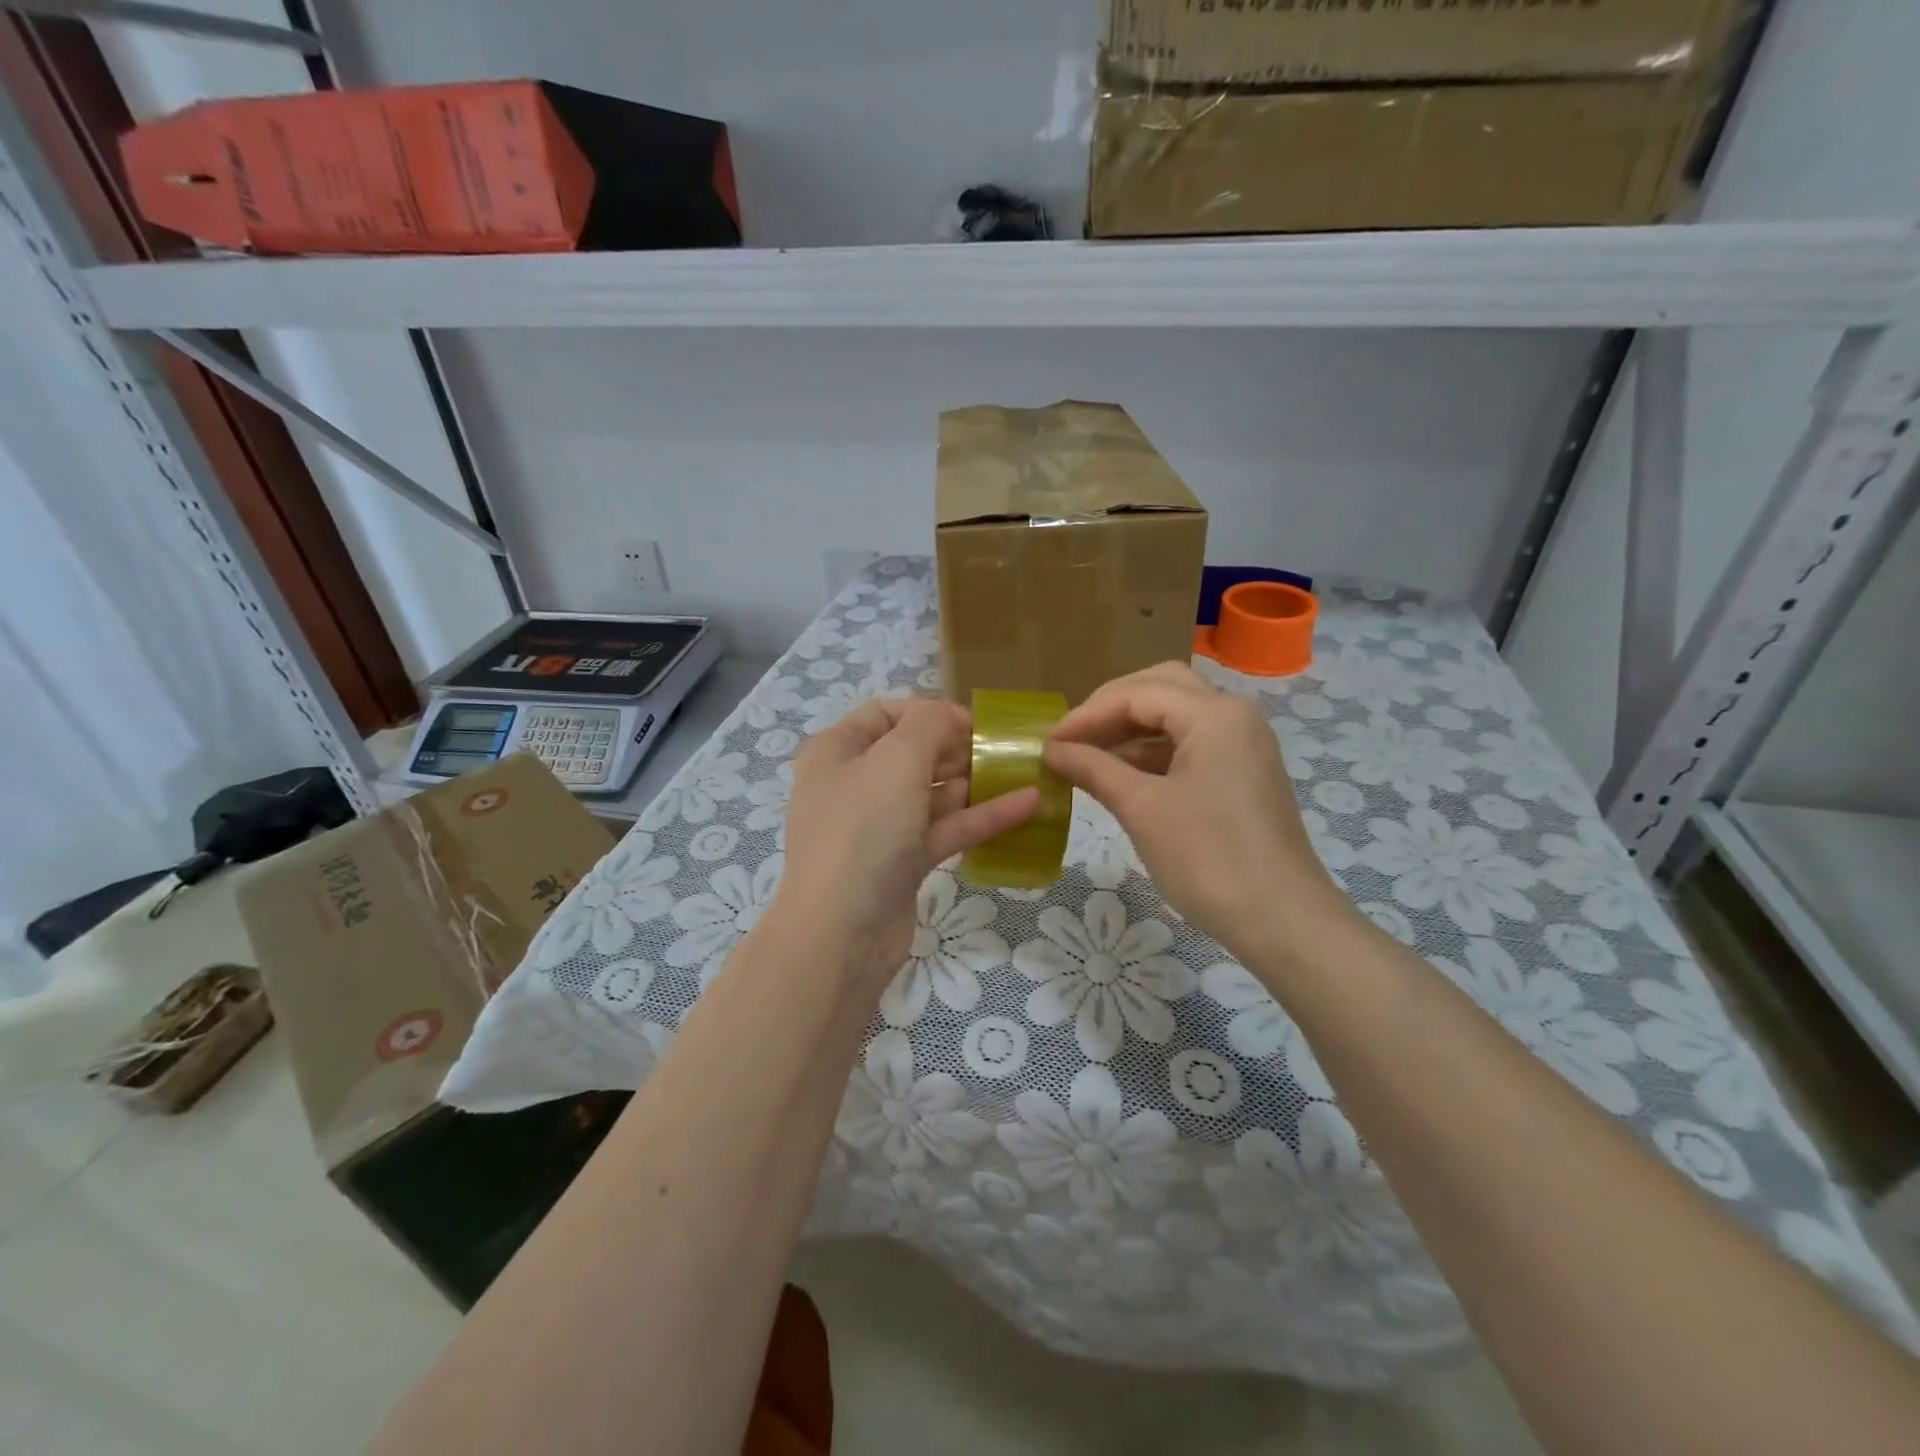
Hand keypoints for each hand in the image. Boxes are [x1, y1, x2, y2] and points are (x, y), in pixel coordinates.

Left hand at [772, 697, 1038, 989]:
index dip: (930, 712)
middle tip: (1006, 749)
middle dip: (959, 748)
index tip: (974, 723)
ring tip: (1026, 772)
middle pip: (912, 753)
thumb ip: (930, 724)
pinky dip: (980, 818)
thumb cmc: (864, 830)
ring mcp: (878, 827)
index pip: (885, 713)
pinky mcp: (902, 863)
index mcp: (837, 751)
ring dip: (976, 783)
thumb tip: (950, 716)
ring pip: (933, 794)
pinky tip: (1027, 806)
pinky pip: (944, 830)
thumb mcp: (897, 760)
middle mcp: (854, 784)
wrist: (841, 933)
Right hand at [1044, 662, 1351, 957]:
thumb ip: (1094, 768)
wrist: (1281, 920)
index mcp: (1214, 714)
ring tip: (1088, 757)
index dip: (1086, 714)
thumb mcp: (1141, 808)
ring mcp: (1243, 744)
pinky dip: (1154, 752)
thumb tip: (1052, 750)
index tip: (1048, 742)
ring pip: (1177, 716)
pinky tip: (1122, 776)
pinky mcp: (1243, 772)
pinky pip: (1191, 744)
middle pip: (1161, 689)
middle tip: (1073, 736)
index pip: (1137, 694)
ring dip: (1131, 730)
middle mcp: (1234, 715)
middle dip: (1112, 708)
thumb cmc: (1207, 858)